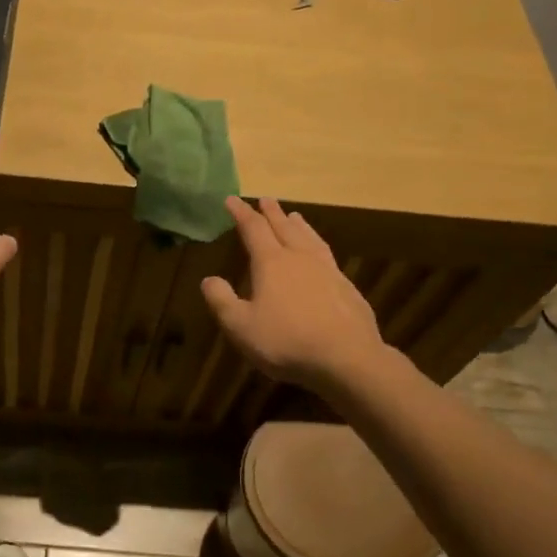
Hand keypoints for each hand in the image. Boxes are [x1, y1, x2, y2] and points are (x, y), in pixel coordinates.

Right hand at [201, 195, 388, 391]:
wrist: (347, 358)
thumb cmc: (287, 341)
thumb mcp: (241, 326)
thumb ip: (222, 301)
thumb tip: (209, 279)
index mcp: (272, 263)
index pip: (253, 229)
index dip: (241, 213)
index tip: (232, 199)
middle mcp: (300, 257)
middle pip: (284, 227)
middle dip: (272, 212)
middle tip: (265, 199)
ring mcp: (327, 270)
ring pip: (309, 238)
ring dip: (299, 224)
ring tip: (294, 215)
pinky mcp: (346, 286)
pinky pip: (327, 255)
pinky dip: (318, 245)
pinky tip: (320, 254)